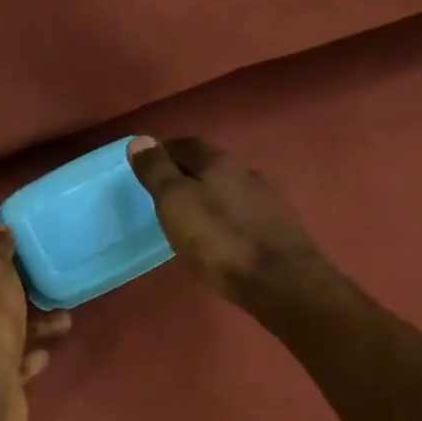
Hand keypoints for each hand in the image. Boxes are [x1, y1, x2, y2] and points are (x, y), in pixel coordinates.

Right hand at [128, 136, 326, 308]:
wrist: (280, 281)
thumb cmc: (219, 240)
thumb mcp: (175, 203)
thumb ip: (157, 172)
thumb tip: (141, 139)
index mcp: (219, 163)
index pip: (186, 145)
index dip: (164, 151)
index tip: (147, 165)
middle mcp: (245, 173)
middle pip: (210, 165)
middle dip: (187, 173)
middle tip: (164, 192)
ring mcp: (267, 200)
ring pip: (230, 189)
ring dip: (209, 195)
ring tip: (190, 216)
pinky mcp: (279, 228)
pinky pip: (244, 212)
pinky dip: (227, 216)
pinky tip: (220, 235)